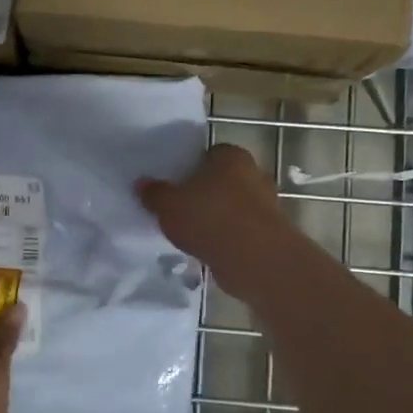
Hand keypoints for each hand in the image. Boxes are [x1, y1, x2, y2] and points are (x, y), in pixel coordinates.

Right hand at [135, 143, 292, 302]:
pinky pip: (241, 230)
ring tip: (193, 234)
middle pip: (224, 180)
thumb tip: (141, 184)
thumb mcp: (168, 205)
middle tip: (182, 208)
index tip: (177, 184)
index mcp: (231, 156)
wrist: (255, 259)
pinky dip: (228, 238)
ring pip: (234, 206)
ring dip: (218, 218)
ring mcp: (267, 204)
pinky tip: (210, 250)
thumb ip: (155, 193)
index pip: (210, 153)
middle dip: (206, 193)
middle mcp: (255, 173)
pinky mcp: (270, 233)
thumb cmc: (209, 218)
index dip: (192, 167)